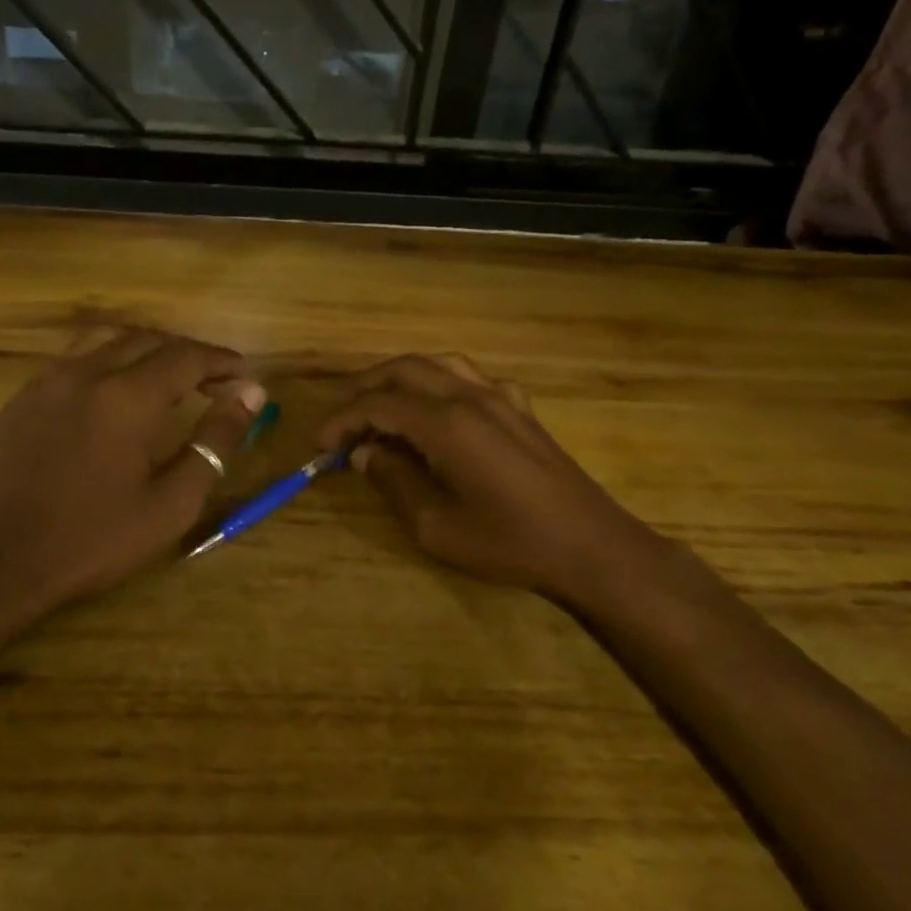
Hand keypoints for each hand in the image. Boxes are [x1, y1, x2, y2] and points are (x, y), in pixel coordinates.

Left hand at [0, 328, 264, 619]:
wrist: (3, 564)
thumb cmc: (97, 539)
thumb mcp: (173, 502)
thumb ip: (215, 442)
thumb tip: (251, 394)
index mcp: (127, 398)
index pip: (186, 357)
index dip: (221, 361)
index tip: (244, 374)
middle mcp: (86, 373)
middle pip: (147, 339)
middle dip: (187, 354)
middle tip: (213, 381)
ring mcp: (47, 381)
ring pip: (106, 339)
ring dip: (145, 348)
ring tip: (167, 376)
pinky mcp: (22, 398)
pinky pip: (73, 359)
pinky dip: (107, 360)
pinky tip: (114, 393)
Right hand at [320, 354, 632, 597]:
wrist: (589, 546)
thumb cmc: (508, 543)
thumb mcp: (436, 526)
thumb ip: (395, 482)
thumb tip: (366, 454)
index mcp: (447, 424)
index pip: (378, 405)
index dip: (342, 420)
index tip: (321, 445)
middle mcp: (471, 397)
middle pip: (405, 370)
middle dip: (365, 388)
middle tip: (341, 419)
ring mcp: (501, 398)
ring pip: (439, 364)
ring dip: (401, 377)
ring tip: (380, 404)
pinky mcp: (521, 409)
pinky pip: (472, 378)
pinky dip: (442, 383)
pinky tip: (439, 409)